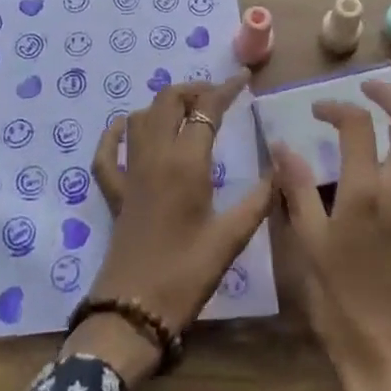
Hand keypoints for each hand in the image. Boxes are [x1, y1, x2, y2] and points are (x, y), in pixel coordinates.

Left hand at [66, 71, 271, 385]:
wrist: (133, 311)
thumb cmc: (186, 273)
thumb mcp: (231, 238)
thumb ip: (259, 199)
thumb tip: (282, 168)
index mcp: (186, 162)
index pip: (207, 109)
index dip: (226, 89)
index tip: (243, 79)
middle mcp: (155, 155)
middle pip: (168, 100)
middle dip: (193, 90)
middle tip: (217, 99)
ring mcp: (130, 172)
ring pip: (141, 118)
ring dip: (163, 105)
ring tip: (187, 112)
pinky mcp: (115, 192)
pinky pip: (108, 153)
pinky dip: (115, 134)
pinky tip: (124, 128)